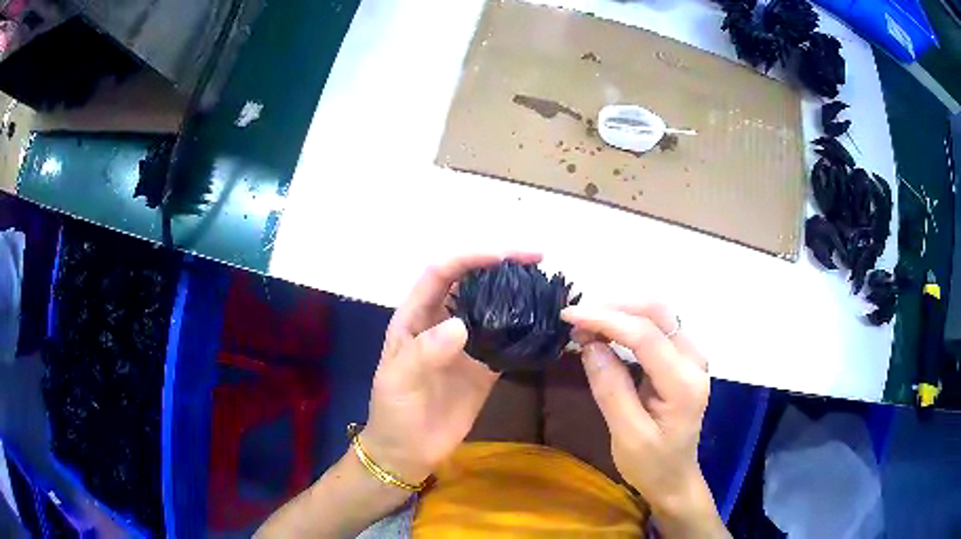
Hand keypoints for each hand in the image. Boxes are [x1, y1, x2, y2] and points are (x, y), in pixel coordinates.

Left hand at [361, 252, 541, 485]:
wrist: (408, 451)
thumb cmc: (393, 413)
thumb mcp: (398, 381)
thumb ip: (425, 353)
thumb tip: (462, 325)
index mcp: (415, 317)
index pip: (441, 273)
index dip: (470, 257)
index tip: (504, 255)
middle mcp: (441, 322)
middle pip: (471, 281)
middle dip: (500, 264)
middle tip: (537, 259)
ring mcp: (466, 344)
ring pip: (492, 307)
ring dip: (516, 292)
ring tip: (546, 283)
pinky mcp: (484, 367)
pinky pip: (506, 341)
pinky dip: (524, 329)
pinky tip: (544, 322)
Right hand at [562, 304, 726, 535]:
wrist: (675, 478)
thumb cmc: (651, 464)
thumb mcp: (627, 435)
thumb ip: (611, 389)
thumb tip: (590, 345)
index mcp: (684, 384)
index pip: (646, 336)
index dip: (606, 320)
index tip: (569, 316)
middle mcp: (694, 361)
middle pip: (657, 313)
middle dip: (613, 308)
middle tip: (575, 319)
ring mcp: (691, 357)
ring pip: (657, 315)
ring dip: (620, 313)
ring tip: (585, 324)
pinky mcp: (683, 359)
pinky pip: (656, 328)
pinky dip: (628, 324)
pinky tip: (605, 332)